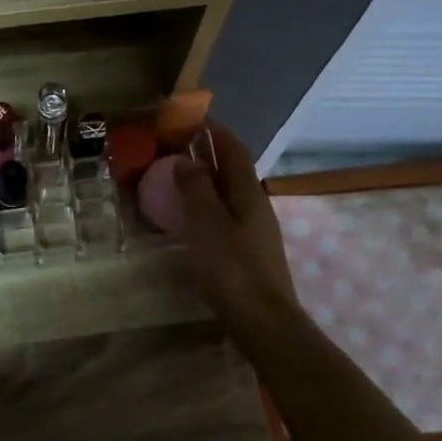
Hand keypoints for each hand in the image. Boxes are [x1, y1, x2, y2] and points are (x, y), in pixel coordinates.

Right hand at [173, 124, 301, 334]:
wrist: (263, 322)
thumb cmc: (232, 269)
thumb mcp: (207, 224)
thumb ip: (196, 189)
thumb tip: (187, 159)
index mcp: (249, 194)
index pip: (234, 151)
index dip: (216, 132)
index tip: (194, 117)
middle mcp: (256, 207)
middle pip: (233, 171)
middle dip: (209, 154)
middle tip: (177, 146)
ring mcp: (255, 231)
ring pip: (229, 194)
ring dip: (207, 181)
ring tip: (178, 177)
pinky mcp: (248, 253)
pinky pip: (225, 216)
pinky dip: (207, 206)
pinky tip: (191, 217)